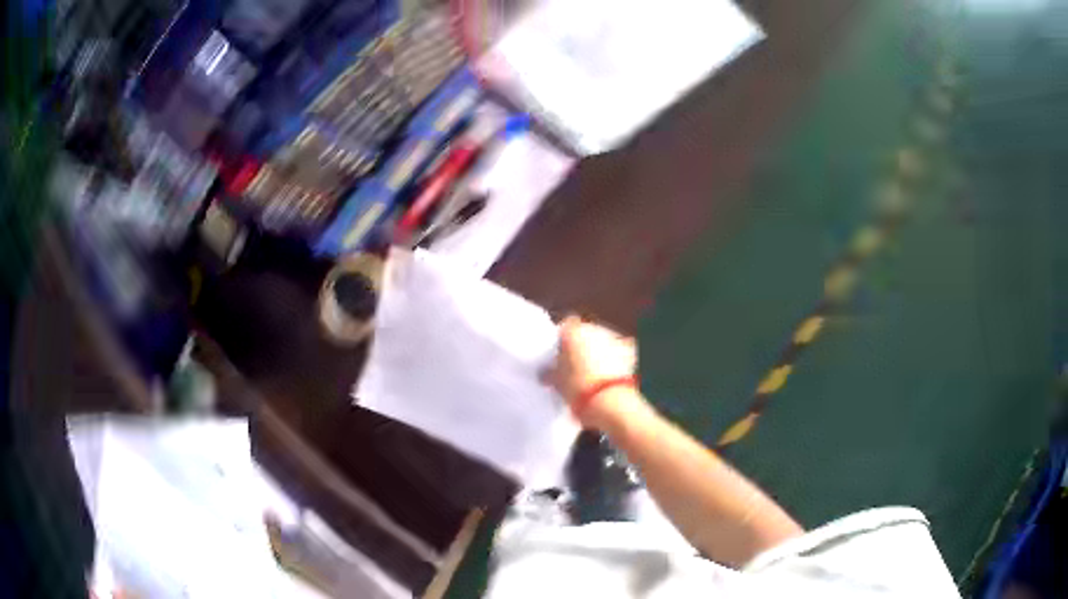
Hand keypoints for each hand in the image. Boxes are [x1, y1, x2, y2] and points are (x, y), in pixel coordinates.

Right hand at [543, 316, 643, 428]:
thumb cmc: (578, 389)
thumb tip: (546, 373)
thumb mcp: (556, 382)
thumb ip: (550, 373)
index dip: (563, 340)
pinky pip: (620, 351)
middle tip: (576, 366)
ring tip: (595, 374)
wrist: (610, 401)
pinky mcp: (629, 350)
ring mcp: (613, 337)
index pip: (565, 327)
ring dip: (600, 352)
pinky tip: (612, 376)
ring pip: (604, 341)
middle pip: (586, 333)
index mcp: (572, 332)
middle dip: (582, 346)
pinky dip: (617, 360)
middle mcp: (593, 328)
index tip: (559, 355)